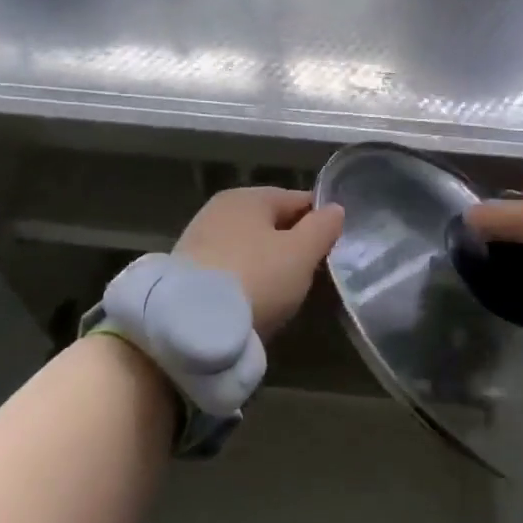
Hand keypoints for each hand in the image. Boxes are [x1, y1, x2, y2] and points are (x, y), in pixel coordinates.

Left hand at [174, 187, 344, 340]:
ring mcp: (199, 240)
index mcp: (249, 196)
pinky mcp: (187, 272)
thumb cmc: (256, 278)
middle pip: (271, 224)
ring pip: (250, 249)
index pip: (298, 200)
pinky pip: (230, 270)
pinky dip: (245, 282)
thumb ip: (322, 228)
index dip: (321, 222)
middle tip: (313, 276)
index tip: (335, 249)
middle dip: (293, 246)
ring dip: (268, 266)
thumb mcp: (301, 253)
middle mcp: (220, 210)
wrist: (189, 326)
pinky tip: (254, 303)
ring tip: (285, 295)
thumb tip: (335, 209)